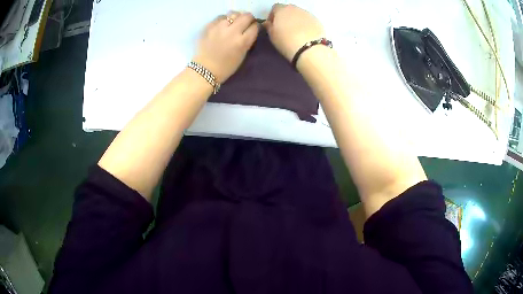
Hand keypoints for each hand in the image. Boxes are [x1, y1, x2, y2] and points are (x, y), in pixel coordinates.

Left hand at [193, 12, 258, 82]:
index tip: (252, 28)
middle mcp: (232, 32)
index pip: (255, 26)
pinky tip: (222, 26)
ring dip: (235, 17)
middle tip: (245, 23)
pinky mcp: (209, 26)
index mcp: (242, 41)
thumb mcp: (243, 54)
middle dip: (248, 18)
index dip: (255, 26)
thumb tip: (250, 28)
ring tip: (232, 23)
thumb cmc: (226, 66)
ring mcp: (219, 27)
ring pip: (233, 13)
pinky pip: (220, 17)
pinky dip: (224, 20)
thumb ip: (248, 40)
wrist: (205, 69)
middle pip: (246, 16)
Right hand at [263, 4, 325, 61]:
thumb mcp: (272, 35)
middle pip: (288, 9)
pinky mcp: (317, 21)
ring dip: (296, 20)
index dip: (272, 15)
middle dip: (285, 16)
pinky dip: (305, 25)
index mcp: (282, 10)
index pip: (275, 8)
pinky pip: (308, 20)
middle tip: (284, 28)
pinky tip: (305, 34)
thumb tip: (268, 23)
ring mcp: (308, 14)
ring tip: (295, 32)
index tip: (272, 25)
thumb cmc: (286, 42)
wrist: (310, 49)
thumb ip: (268, 26)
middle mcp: (295, 8)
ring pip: (299, 14)